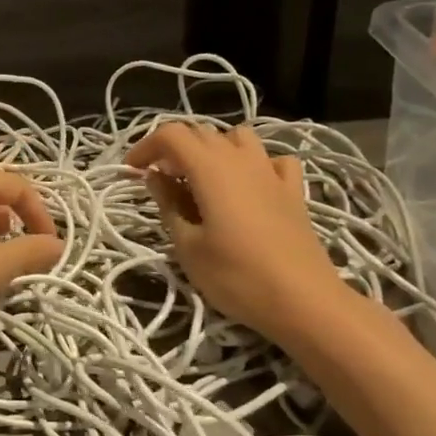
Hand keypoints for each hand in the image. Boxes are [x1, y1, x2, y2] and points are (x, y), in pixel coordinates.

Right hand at [125, 122, 350, 339]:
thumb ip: (168, 205)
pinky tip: (249, 186)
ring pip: (239, 138)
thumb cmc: (236, 277)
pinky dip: (254, 164)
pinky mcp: (294, 191)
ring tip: (201, 179)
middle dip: (174, 149)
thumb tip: (155, 177)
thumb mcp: (188, 247)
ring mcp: (272, 172)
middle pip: (202, 133)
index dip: (146, 146)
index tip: (131, 171)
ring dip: (213, 149)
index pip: (172, 135)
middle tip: (159, 181)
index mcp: (211, 168)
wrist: (304, 301)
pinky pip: (272, 161)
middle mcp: (242, 159)